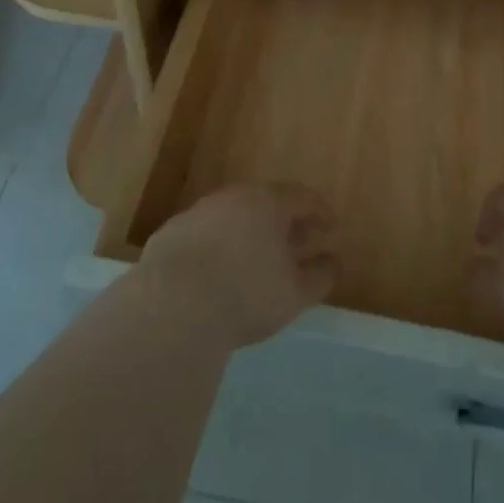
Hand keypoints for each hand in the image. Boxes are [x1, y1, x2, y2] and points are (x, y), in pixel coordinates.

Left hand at [137, 183, 339, 348]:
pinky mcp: (171, 233)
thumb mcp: (295, 293)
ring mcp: (199, 212)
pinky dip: (219, 246)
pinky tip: (219, 272)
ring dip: (249, 232)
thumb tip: (332, 261)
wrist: (172, 305)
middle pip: (267, 203)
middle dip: (285, 222)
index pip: (303, 197)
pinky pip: (205, 234)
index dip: (321, 212)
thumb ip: (320, 275)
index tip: (331, 228)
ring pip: (233, 216)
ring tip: (258, 259)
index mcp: (268, 202)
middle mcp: (233, 197)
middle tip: (297, 243)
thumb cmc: (246, 294)